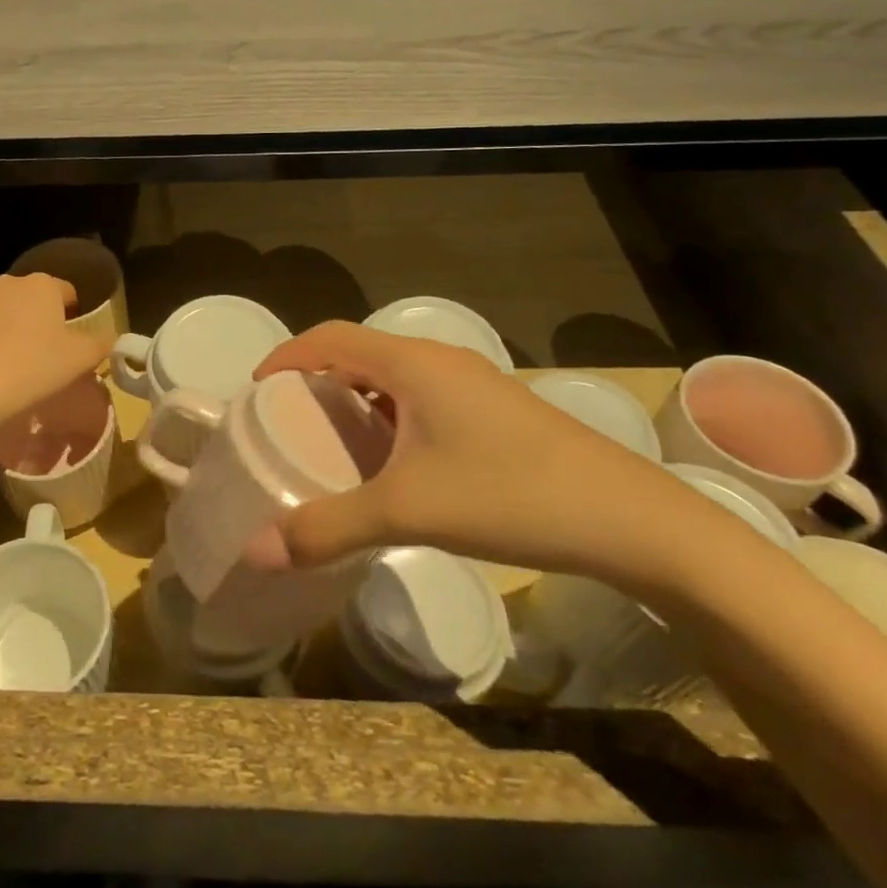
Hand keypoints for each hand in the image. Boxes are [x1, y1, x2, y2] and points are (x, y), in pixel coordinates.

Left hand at [0, 274, 108, 438]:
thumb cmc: (34, 367)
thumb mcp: (81, 359)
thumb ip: (101, 344)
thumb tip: (111, 338)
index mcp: (42, 286)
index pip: (66, 291)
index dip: (71, 313)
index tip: (69, 339)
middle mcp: (6, 283)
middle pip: (27, 298)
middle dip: (33, 318)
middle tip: (38, 353)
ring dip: (0, 325)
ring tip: (4, 361)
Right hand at [253, 322, 712, 588]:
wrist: (631, 519)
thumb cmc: (510, 495)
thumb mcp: (408, 511)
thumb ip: (328, 528)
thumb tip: (255, 551)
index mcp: (412, 363)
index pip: (329, 336)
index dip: (286, 355)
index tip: (255, 390)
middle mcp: (440, 360)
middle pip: (358, 352)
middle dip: (316, 379)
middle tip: (286, 423)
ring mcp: (473, 384)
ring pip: (393, 377)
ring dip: (355, 399)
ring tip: (330, 442)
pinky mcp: (495, 411)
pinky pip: (422, 398)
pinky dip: (389, 417)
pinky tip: (392, 463)